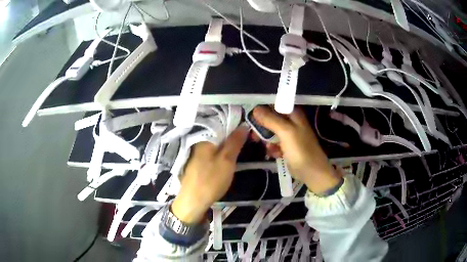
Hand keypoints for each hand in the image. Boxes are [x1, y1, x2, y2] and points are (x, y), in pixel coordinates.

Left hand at [171, 126, 248, 223]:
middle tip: (247, 141)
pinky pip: (212, 152)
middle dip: (233, 136)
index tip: (248, 131)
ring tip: (241, 148)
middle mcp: (199, 143)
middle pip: (219, 134)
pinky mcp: (197, 163)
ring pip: (216, 144)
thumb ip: (235, 141)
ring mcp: (197, 153)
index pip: (222, 124)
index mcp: (205, 138)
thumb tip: (243, 125)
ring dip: (228, 145)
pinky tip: (228, 158)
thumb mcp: (227, 160)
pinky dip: (221, 153)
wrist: (193, 201)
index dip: (236, 126)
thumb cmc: (211, 180)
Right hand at [253, 106, 341, 194]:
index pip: (275, 103)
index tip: (251, 114)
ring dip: (266, 138)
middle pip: (271, 117)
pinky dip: (272, 147)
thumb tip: (255, 109)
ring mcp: (289, 134)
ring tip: (264, 146)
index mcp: (293, 114)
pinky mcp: (286, 146)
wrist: (311, 172)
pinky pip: (274, 142)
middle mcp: (291, 121)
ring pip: (271, 131)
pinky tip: (274, 154)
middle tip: (253, 134)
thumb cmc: (301, 150)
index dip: (263, 107)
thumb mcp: (286, 132)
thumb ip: (271, 119)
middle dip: (262, 126)